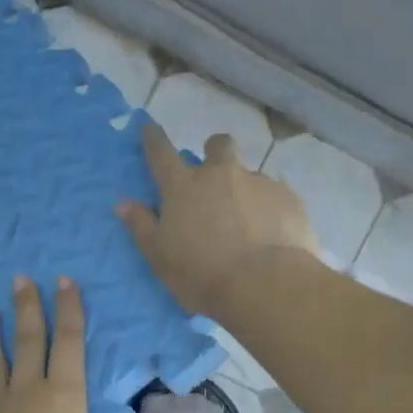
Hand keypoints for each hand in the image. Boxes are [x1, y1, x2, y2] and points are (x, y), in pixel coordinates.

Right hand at [117, 124, 319, 318]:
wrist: (265, 284)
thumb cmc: (203, 274)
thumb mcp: (160, 257)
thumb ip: (142, 227)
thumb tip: (124, 203)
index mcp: (184, 187)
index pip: (161, 153)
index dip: (153, 139)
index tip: (149, 128)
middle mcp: (221, 175)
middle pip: (218, 145)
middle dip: (214, 150)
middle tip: (215, 173)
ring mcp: (258, 182)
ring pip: (250, 174)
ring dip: (246, 189)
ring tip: (250, 221)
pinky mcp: (288, 198)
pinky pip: (277, 195)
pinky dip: (271, 209)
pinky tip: (274, 233)